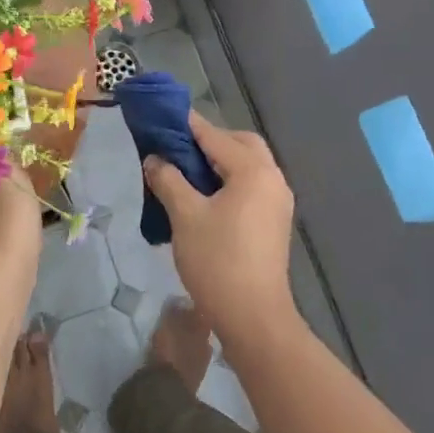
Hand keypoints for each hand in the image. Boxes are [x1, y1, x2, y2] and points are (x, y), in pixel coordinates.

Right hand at [142, 112, 298, 347]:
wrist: (254, 317)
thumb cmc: (217, 260)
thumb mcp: (185, 215)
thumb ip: (168, 179)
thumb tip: (155, 159)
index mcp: (253, 171)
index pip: (214, 136)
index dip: (186, 125)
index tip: (162, 115)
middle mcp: (272, 179)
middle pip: (241, 145)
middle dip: (210, 141)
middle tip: (178, 148)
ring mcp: (278, 202)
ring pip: (248, 166)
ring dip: (220, 162)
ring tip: (186, 172)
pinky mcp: (275, 222)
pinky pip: (251, 186)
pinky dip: (229, 181)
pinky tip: (205, 196)